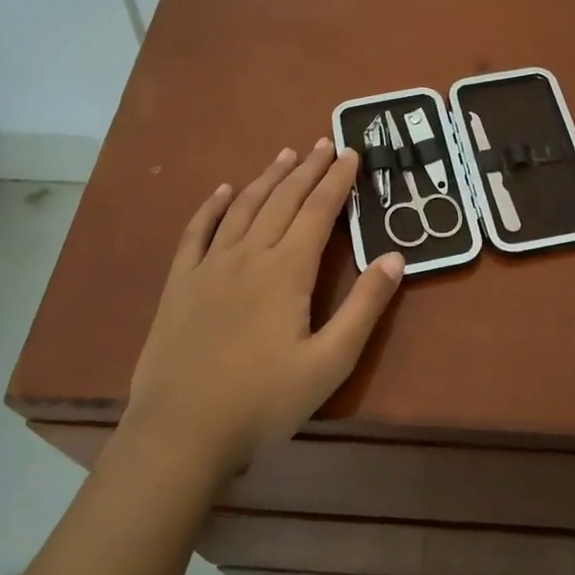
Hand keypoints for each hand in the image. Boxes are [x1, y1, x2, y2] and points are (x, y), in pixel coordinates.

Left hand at [117, 140, 404, 481]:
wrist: (181, 431)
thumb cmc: (263, 401)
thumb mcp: (330, 362)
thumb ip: (364, 307)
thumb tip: (394, 257)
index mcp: (287, 270)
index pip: (318, 211)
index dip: (337, 180)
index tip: (351, 153)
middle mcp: (248, 255)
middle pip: (282, 200)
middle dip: (307, 169)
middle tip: (325, 143)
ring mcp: (209, 267)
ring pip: (243, 207)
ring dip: (266, 178)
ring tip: (285, 155)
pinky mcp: (180, 284)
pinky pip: (196, 232)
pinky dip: (211, 207)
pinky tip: (222, 190)